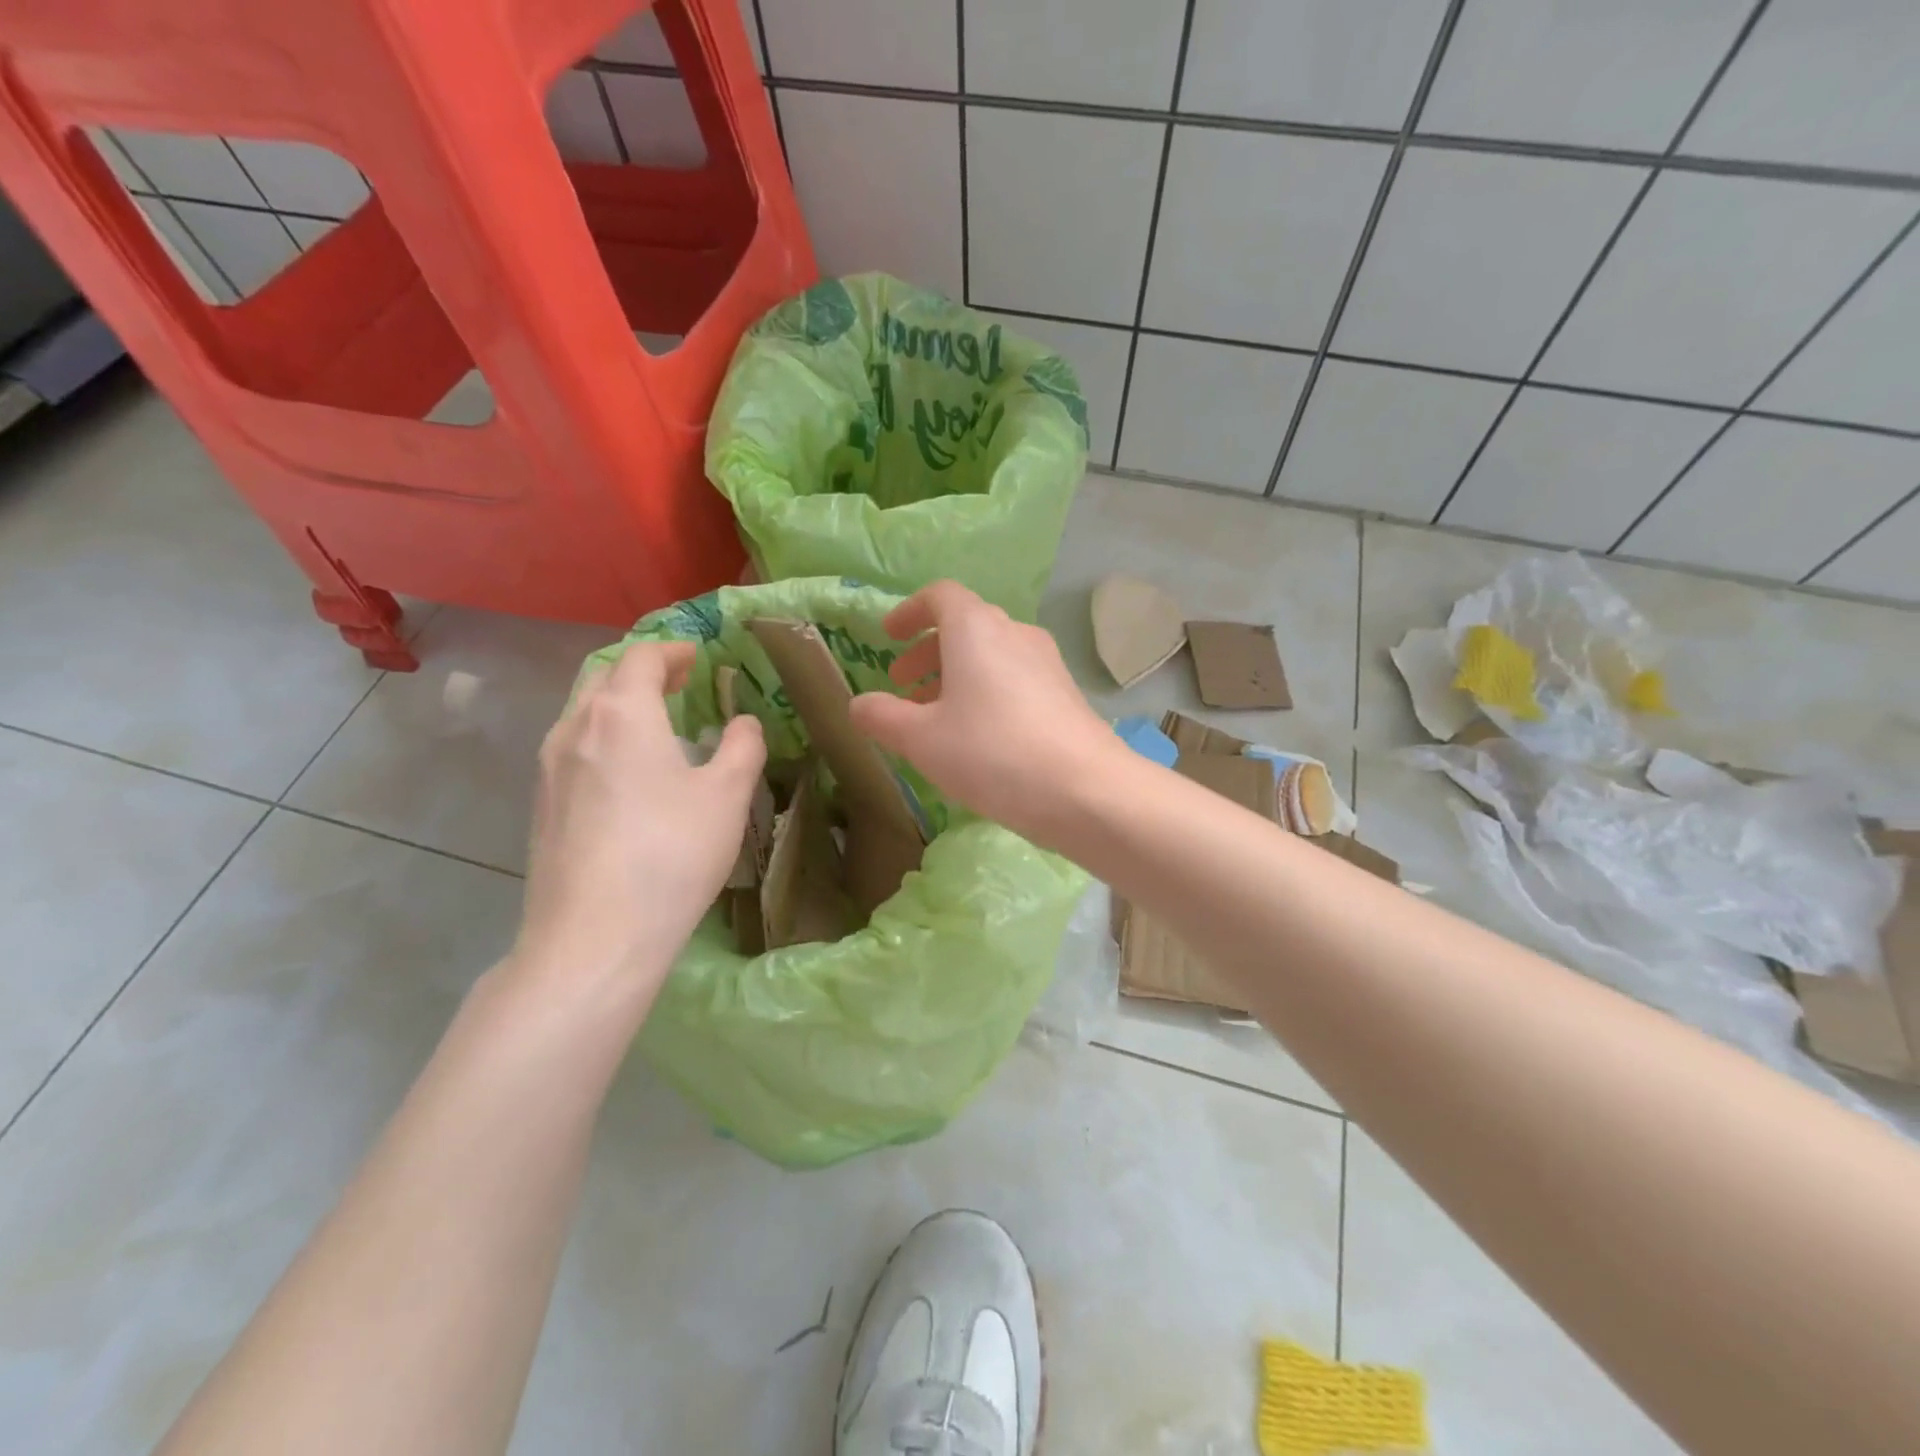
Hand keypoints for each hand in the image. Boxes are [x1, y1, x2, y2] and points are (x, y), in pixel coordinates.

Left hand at [509, 641, 764, 1015]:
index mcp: (621, 713)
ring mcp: (548, 768)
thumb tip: (741, 723)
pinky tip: (628, 772)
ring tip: (656, 722)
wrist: (593, 937)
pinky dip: (604, 737)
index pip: (642, 657)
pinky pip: (574, 748)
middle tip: (681, 683)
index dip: (673, 650)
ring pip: (584, 713)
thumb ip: (742, 746)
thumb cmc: (670, 854)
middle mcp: (574, 727)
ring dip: (620, 704)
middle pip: (605, 677)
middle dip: (644, 672)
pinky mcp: (541, 805)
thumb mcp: (727, 795)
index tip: (698, 657)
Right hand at [848, 581, 1121, 845]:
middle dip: (928, 652)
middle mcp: (1015, 632)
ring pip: (992, 655)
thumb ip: (882, 717)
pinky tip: (979, 737)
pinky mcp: (1065, 693)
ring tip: (936, 718)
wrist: (1084, 789)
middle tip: (904, 686)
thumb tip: (859, 705)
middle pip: (965, 626)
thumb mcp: (921, 740)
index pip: (940, 595)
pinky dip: (987, 692)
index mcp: (976, 628)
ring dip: (957, 676)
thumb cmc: (991, 752)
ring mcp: (1047, 662)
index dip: (909, 612)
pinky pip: (1015, 679)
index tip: (889, 637)